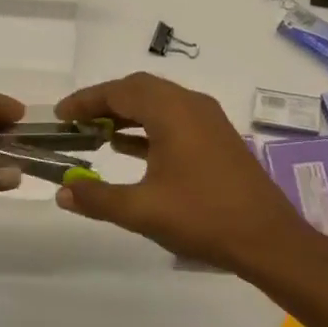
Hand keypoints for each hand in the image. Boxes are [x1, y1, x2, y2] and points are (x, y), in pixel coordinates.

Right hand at [52, 72, 312, 275]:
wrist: (267, 237)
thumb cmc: (203, 217)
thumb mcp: (142, 210)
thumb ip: (97, 197)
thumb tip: (62, 191)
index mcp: (172, 111)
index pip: (120, 91)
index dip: (86, 100)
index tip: (60, 115)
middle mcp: (190, 104)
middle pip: (139, 89)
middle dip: (105, 102)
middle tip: (76, 122)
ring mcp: (207, 119)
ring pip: (158, 102)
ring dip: (126, 113)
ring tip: (95, 133)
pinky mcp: (216, 137)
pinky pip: (173, 118)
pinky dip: (147, 127)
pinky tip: (127, 148)